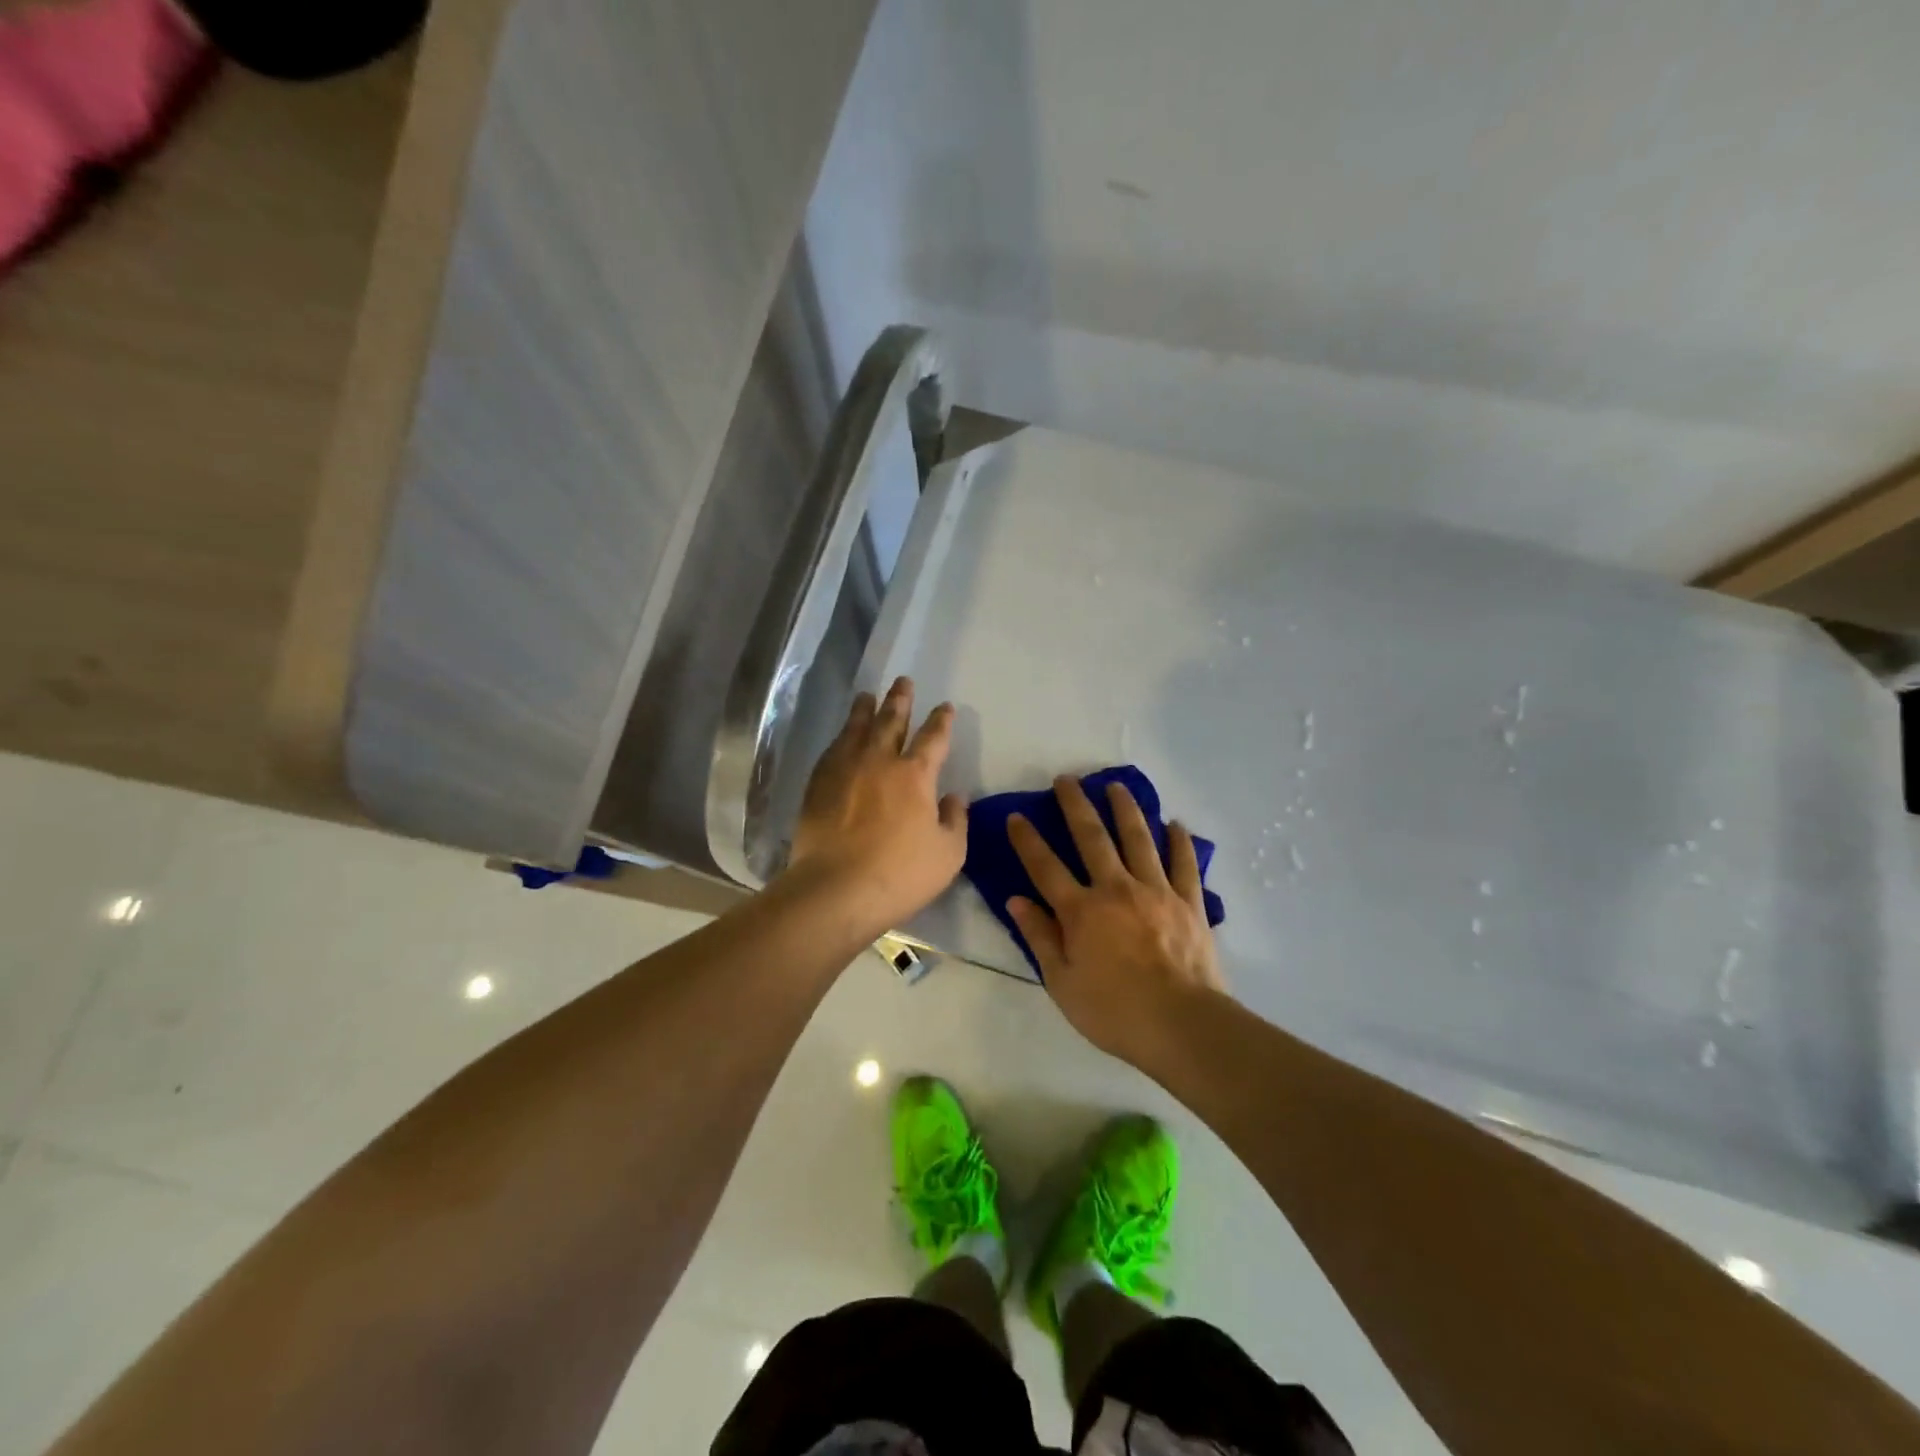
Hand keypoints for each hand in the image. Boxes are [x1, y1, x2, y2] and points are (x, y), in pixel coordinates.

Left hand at [786, 677, 967, 932]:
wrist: (836, 890)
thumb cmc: (900, 874)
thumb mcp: (948, 854)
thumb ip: (955, 820)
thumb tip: (954, 796)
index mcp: (915, 775)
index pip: (933, 738)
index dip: (941, 720)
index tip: (945, 707)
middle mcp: (879, 761)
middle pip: (891, 721)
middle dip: (900, 700)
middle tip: (903, 681)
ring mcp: (845, 770)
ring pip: (857, 729)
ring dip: (865, 710)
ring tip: (867, 695)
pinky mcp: (818, 785)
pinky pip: (831, 751)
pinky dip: (841, 738)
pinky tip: (841, 737)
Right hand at [1006, 776, 1226, 1064]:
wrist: (1182, 1025)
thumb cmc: (1114, 1011)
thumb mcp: (1062, 983)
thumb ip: (1040, 937)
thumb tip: (1016, 900)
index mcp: (1082, 911)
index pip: (1046, 867)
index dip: (1028, 840)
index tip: (1017, 816)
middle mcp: (1116, 889)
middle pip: (1093, 838)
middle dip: (1076, 805)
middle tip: (1067, 778)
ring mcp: (1156, 891)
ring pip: (1139, 839)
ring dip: (1125, 809)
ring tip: (1116, 785)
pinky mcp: (1189, 902)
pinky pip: (1184, 864)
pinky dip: (1179, 842)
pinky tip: (1175, 824)